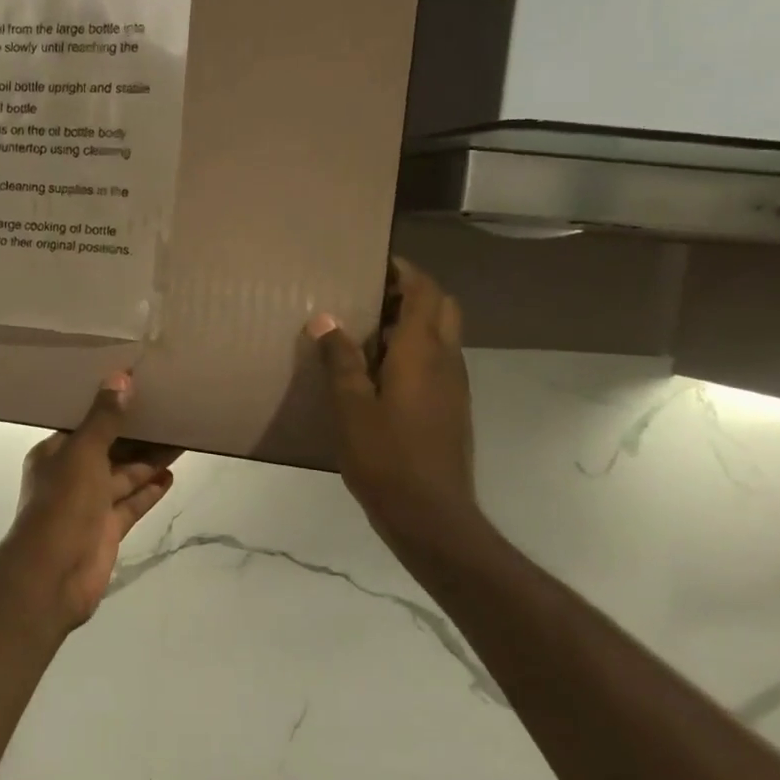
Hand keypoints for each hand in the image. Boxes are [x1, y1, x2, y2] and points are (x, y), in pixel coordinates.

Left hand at [0, 372, 178, 632]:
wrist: (54, 574)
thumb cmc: (63, 503)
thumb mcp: (83, 452)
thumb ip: (104, 419)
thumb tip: (120, 377)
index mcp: (56, 453)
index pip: (84, 423)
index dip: (108, 406)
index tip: (138, 387)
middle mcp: (71, 475)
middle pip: (109, 448)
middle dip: (136, 433)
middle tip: (169, 411)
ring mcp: (90, 504)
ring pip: (124, 476)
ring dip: (148, 460)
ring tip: (180, 436)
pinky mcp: (108, 529)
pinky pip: (131, 503)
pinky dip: (149, 490)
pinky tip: (172, 473)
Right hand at [307, 260, 490, 560]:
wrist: (431, 515)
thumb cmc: (386, 457)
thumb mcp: (351, 407)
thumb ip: (340, 359)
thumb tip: (324, 318)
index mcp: (423, 352)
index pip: (426, 291)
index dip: (405, 271)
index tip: (375, 264)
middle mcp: (447, 361)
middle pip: (442, 308)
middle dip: (412, 293)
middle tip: (371, 297)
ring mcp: (455, 387)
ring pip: (442, 336)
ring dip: (414, 323)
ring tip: (368, 331)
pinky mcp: (452, 409)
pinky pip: (437, 363)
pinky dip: (415, 351)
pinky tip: (379, 374)